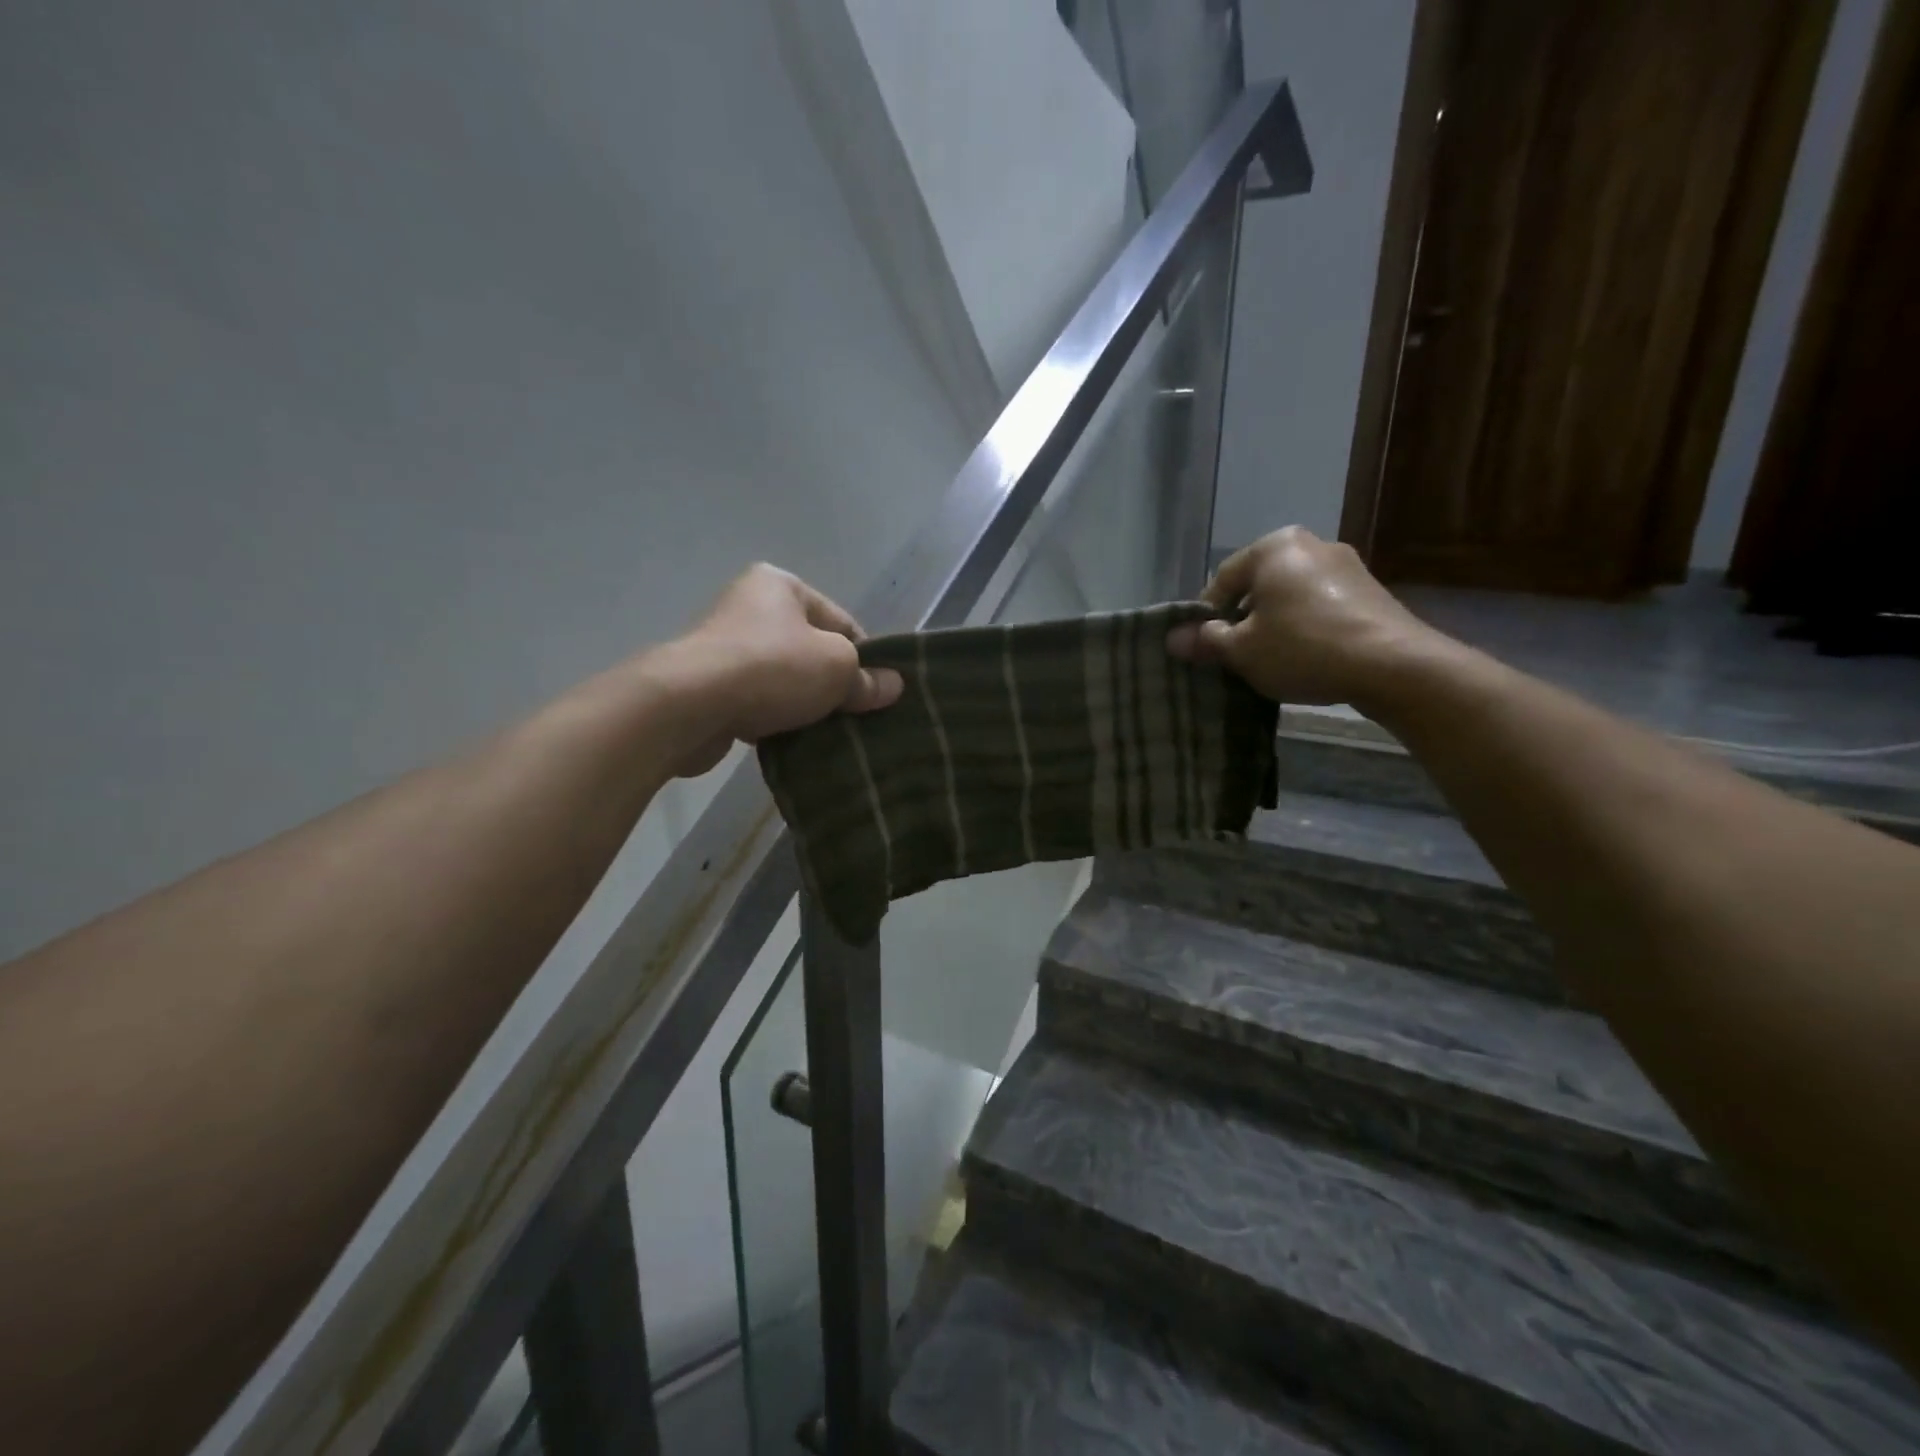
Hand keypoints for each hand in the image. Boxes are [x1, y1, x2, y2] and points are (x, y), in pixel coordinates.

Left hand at [660, 565, 903, 775]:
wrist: (688, 705)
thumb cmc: (772, 668)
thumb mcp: (836, 668)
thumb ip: (866, 678)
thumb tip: (894, 686)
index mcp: (781, 585)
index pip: (841, 622)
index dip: (865, 658)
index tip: (878, 693)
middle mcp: (749, 607)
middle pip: (811, 651)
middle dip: (833, 685)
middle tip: (855, 717)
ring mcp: (724, 647)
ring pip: (784, 680)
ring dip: (804, 706)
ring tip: (825, 733)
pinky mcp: (707, 686)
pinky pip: (756, 702)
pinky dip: (774, 719)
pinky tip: (790, 741)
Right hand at [1165, 526, 1446, 707]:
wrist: (1392, 664)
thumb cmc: (1303, 648)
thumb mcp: (1242, 650)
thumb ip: (1206, 640)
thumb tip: (1173, 638)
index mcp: (1273, 548)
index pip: (1222, 580)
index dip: (1206, 617)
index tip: (1204, 648)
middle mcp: (1310, 544)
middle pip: (1257, 586)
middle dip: (1242, 619)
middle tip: (1234, 655)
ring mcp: (1345, 565)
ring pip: (1289, 596)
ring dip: (1273, 624)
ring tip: (1269, 660)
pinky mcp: (1369, 590)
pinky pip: (1319, 606)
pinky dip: (1304, 626)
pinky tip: (1304, 657)